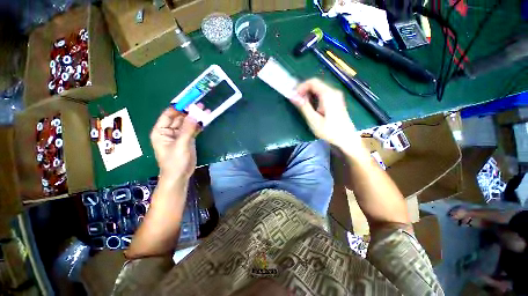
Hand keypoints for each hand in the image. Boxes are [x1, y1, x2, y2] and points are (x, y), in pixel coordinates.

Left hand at [150, 108, 200, 181]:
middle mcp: (169, 131)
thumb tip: (194, 114)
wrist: (180, 176)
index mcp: (161, 131)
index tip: (189, 101)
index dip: (178, 107)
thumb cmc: (175, 161)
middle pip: (179, 118)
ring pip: (187, 123)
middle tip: (201, 105)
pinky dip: (198, 125)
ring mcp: (179, 135)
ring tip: (205, 111)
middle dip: (189, 112)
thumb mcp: (181, 144)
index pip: (168, 115)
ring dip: (195, 118)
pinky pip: (192, 129)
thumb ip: (187, 129)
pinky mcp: (187, 139)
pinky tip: (205, 120)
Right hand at [289, 78, 358, 148]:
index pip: (312, 82)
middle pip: (316, 84)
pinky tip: (311, 106)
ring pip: (319, 89)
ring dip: (308, 94)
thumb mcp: (314, 120)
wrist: (346, 138)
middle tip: (296, 101)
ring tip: (301, 104)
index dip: (301, 87)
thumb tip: (292, 96)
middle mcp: (333, 92)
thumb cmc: (329, 131)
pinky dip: (314, 97)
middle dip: (304, 90)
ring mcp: (336, 96)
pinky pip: (322, 94)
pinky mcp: (336, 100)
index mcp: (328, 95)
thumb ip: (303, 107)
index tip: (294, 96)